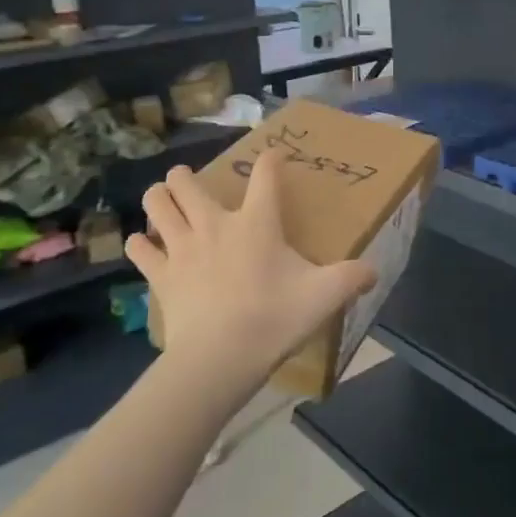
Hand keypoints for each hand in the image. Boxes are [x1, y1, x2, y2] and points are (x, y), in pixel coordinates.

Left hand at [127, 151, 375, 389]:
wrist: (218, 359)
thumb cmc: (272, 319)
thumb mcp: (323, 297)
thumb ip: (352, 278)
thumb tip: (375, 271)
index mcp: (256, 223)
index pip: (265, 176)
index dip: (269, 161)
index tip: (273, 156)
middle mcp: (214, 225)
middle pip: (187, 183)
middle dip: (185, 175)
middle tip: (189, 180)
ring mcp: (181, 248)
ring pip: (157, 205)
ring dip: (159, 197)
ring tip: (163, 199)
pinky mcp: (160, 275)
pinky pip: (140, 249)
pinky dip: (140, 243)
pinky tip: (145, 244)